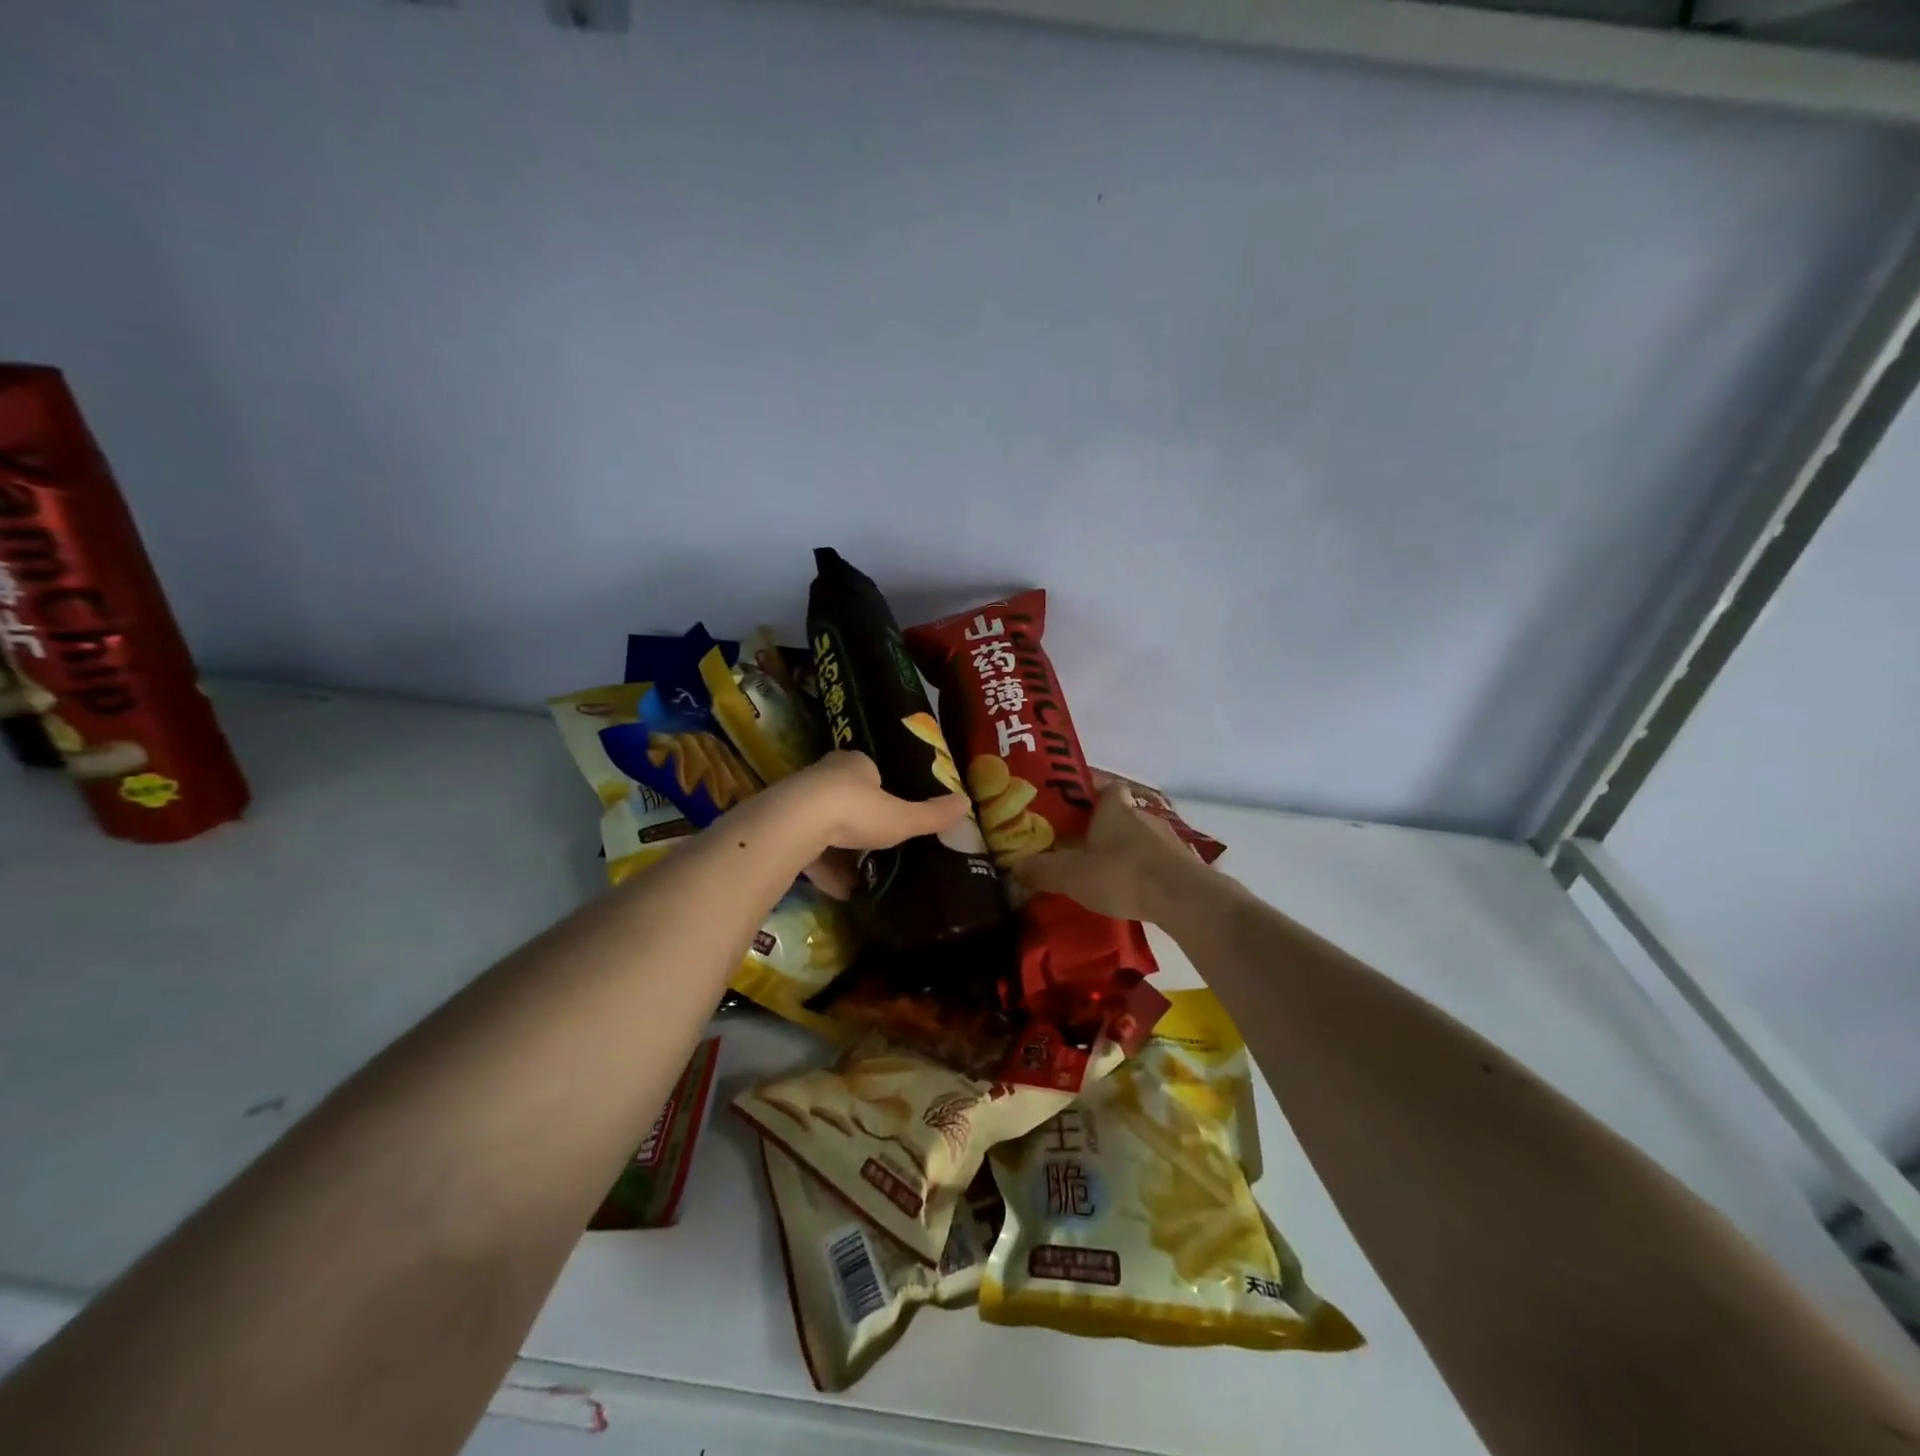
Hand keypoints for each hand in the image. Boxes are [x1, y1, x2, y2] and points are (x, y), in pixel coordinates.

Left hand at [783, 751, 969, 898]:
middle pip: (845, 797)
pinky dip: (822, 868)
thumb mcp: (901, 817)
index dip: (881, 791)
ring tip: (859, 876)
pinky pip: (807, 848)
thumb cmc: (856, 810)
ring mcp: (800, 800)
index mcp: (855, 764)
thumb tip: (966, 803)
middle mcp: (825, 775)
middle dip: (860, 822)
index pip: (870, 772)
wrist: (796, 823)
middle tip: (877, 844)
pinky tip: (838, 890)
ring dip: (840, 849)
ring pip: (824, 824)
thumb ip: (931, 815)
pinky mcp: (782, 826)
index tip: (892, 812)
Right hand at [1011, 780, 1205, 923]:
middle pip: (1120, 810)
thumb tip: (1014, 866)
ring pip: (1137, 836)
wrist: (1182, 898)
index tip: (1070, 798)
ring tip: (1100, 867)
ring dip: (1121, 847)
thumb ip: (1041, 870)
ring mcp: (1166, 838)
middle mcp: (1142, 815)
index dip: (1088, 787)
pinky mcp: (1182, 864)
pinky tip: (1127, 887)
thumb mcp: (1071, 875)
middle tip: (1076, 839)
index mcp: (1115, 807)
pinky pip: (1153, 859)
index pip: (1104, 784)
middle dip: (1100, 822)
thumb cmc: (1121, 873)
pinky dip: (1139, 868)